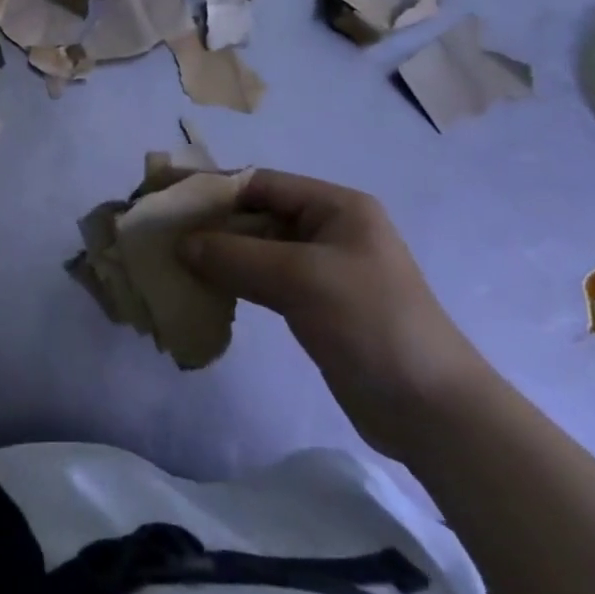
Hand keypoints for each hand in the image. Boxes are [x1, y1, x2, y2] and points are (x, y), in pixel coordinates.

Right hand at [181, 169, 494, 460]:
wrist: (431, 410)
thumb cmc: (371, 322)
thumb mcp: (301, 278)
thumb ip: (236, 255)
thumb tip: (181, 244)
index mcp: (336, 207)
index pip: (261, 183)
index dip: (214, 188)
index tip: (169, 200)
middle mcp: (328, 229)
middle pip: (256, 214)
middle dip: (211, 224)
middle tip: (163, 233)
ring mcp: (322, 269)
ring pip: (257, 249)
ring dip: (218, 254)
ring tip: (174, 261)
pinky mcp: (314, 305)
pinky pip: (263, 281)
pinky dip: (233, 281)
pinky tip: (203, 289)